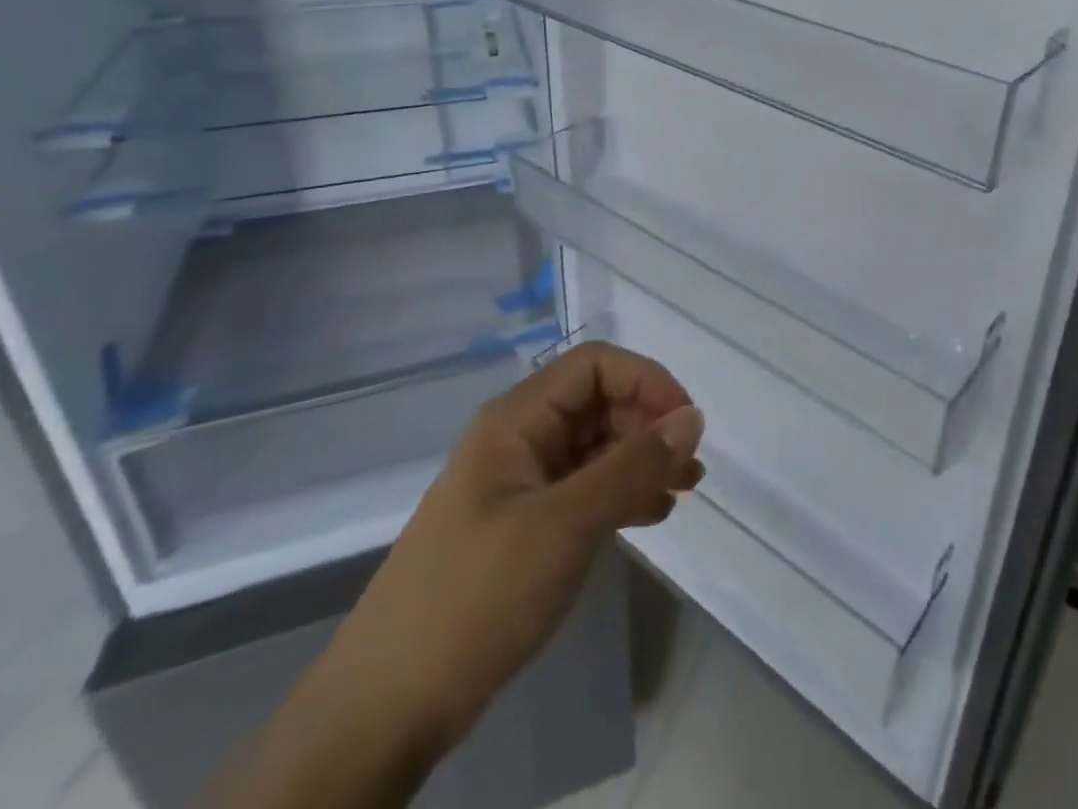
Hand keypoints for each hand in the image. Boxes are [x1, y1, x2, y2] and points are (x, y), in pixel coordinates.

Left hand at [318, 343, 704, 757]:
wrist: (384, 711)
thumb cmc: (477, 598)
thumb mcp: (565, 526)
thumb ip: (632, 466)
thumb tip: (693, 417)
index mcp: (517, 419)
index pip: (595, 366)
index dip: (646, 381)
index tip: (686, 426)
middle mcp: (519, 439)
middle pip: (598, 403)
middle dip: (650, 425)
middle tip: (691, 471)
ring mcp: (519, 484)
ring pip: (595, 447)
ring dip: (642, 460)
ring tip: (683, 492)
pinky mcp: (523, 526)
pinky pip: (584, 489)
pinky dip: (621, 493)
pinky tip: (651, 516)